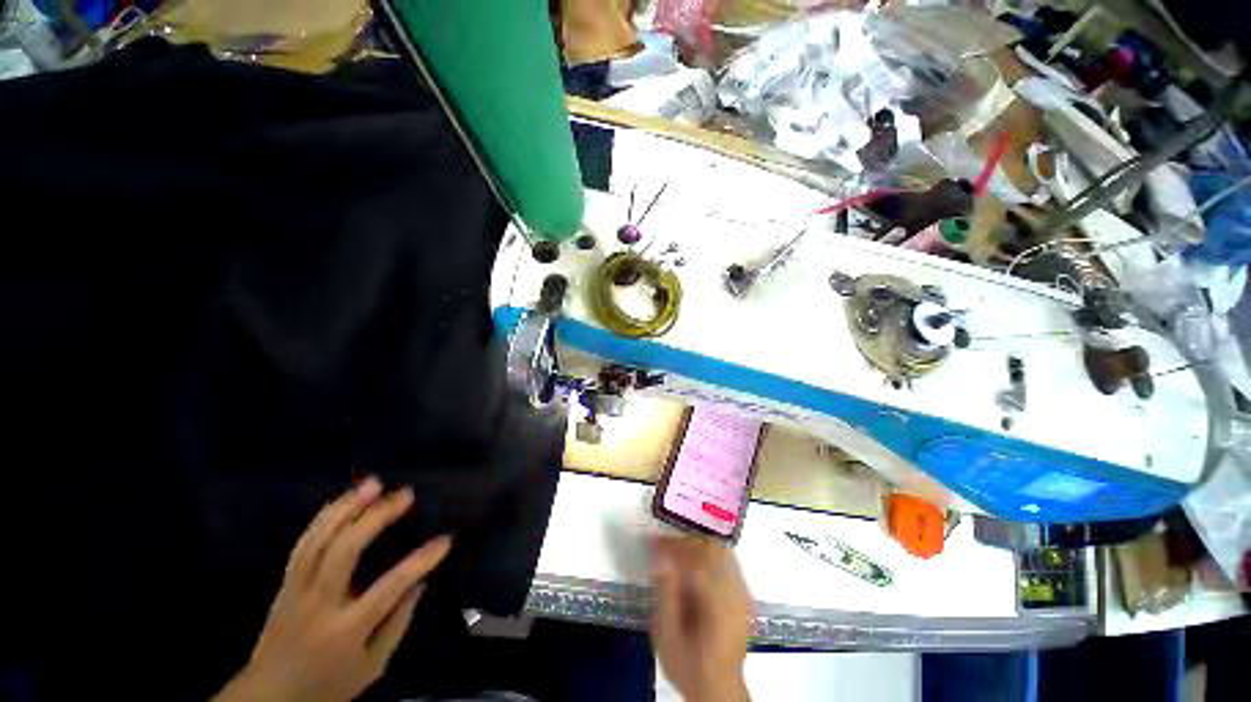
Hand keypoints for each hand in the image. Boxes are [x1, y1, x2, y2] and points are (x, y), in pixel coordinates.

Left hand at [214, 478, 451, 701]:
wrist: (268, 697)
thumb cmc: (327, 684)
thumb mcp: (372, 667)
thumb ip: (398, 624)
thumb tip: (420, 582)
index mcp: (345, 629)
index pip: (389, 587)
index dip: (421, 561)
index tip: (445, 540)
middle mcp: (318, 603)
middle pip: (344, 551)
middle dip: (376, 517)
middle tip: (405, 494)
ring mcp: (296, 590)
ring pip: (318, 540)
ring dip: (347, 507)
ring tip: (373, 483)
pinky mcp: (285, 583)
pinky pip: (303, 543)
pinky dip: (324, 517)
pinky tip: (342, 500)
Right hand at [650, 535, 752, 701]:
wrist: (719, 689)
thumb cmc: (689, 665)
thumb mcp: (668, 636)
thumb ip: (665, 595)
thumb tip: (661, 558)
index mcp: (717, 603)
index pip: (694, 558)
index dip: (672, 545)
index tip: (652, 540)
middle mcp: (735, 592)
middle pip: (712, 548)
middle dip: (685, 541)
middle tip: (664, 546)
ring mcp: (743, 592)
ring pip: (720, 550)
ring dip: (697, 545)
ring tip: (677, 552)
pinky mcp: (744, 594)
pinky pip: (727, 560)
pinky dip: (708, 554)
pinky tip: (694, 563)